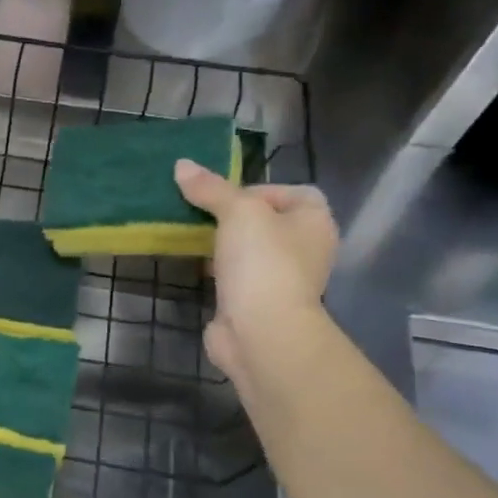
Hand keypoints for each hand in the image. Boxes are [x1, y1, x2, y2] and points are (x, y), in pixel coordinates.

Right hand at [174, 160, 338, 379]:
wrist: (261, 331)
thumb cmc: (262, 262)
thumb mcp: (237, 212)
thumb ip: (211, 188)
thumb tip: (181, 165)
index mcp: (315, 222)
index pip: (294, 193)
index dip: (260, 189)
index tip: (226, 197)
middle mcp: (306, 250)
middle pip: (268, 222)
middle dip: (234, 217)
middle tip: (203, 214)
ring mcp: (282, 280)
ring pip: (250, 251)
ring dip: (224, 245)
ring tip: (194, 237)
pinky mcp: (257, 304)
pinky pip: (236, 278)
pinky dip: (218, 272)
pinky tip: (197, 268)